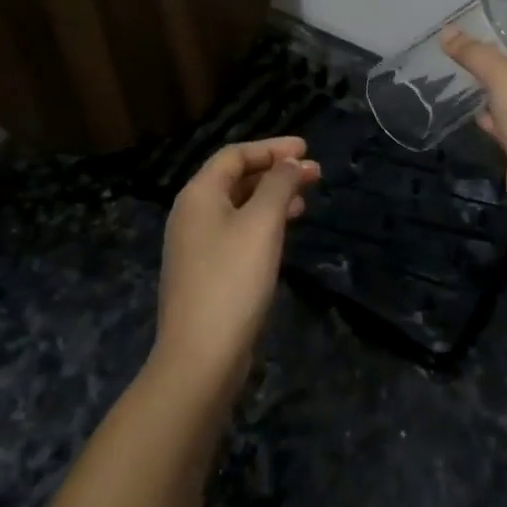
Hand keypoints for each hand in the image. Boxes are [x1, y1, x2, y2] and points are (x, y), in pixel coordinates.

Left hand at [153, 138, 320, 397]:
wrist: (200, 357)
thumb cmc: (233, 280)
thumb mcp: (262, 224)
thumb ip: (278, 185)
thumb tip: (290, 162)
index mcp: (199, 195)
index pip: (235, 155)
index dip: (271, 148)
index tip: (306, 149)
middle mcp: (192, 214)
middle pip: (236, 178)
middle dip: (276, 172)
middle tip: (315, 174)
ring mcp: (196, 246)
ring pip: (238, 206)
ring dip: (272, 198)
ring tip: (305, 201)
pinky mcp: (205, 273)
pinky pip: (237, 231)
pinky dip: (262, 223)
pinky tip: (283, 233)